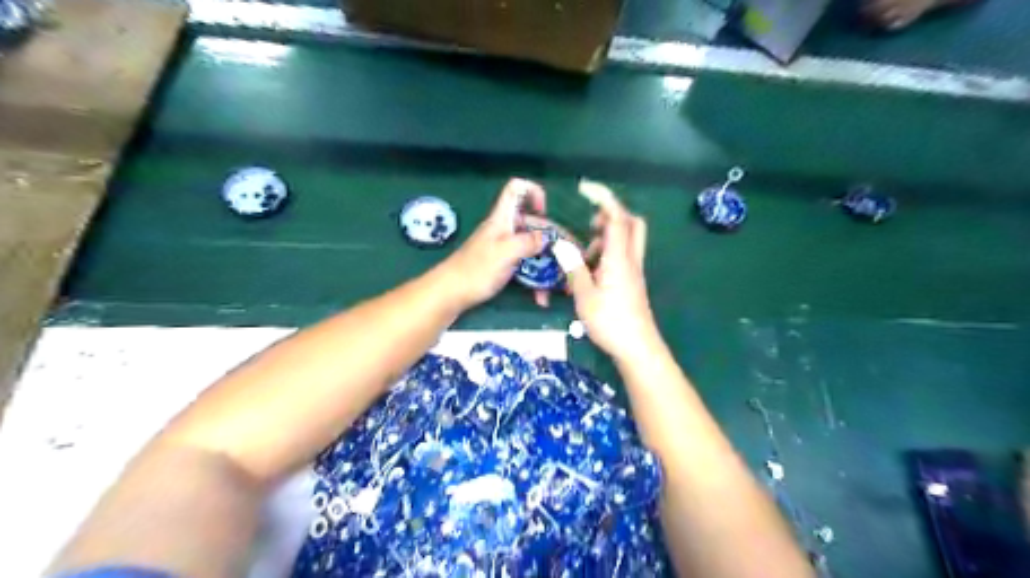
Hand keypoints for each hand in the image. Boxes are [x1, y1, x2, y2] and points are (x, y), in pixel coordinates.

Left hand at [445, 177, 556, 307]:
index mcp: (502, 219)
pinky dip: (535, 280)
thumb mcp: (505, 253)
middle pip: (533, 224)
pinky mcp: (502, 266)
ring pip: (532, 249)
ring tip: (562, 282)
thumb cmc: (475, 270)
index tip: (544, 211)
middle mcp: (505, 230)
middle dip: (553, 238)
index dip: (532, 192)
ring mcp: (503, 249)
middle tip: (573, 255)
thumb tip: (546, 237)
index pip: (516, 189)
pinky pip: (525, 267)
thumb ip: (527, 241)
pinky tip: (541, 297)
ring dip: (547, 264)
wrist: (449, 294)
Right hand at [562, 180, 658, 360]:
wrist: (637, 347)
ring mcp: (633, 271)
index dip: (603, 198)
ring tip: (582, 258)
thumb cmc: (610, 322)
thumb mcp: (585, 296)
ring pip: (626, 241)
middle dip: (611, 216)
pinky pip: (621, 258)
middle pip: (632, 224)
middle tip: (590, 225)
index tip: (587, 188)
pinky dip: (606, 256)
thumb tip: (563, 246)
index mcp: (619, 259)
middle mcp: (630, 260)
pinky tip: (589, 275)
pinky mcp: (632, 283)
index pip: (616, 218)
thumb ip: (574, 269)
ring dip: (605, 240)